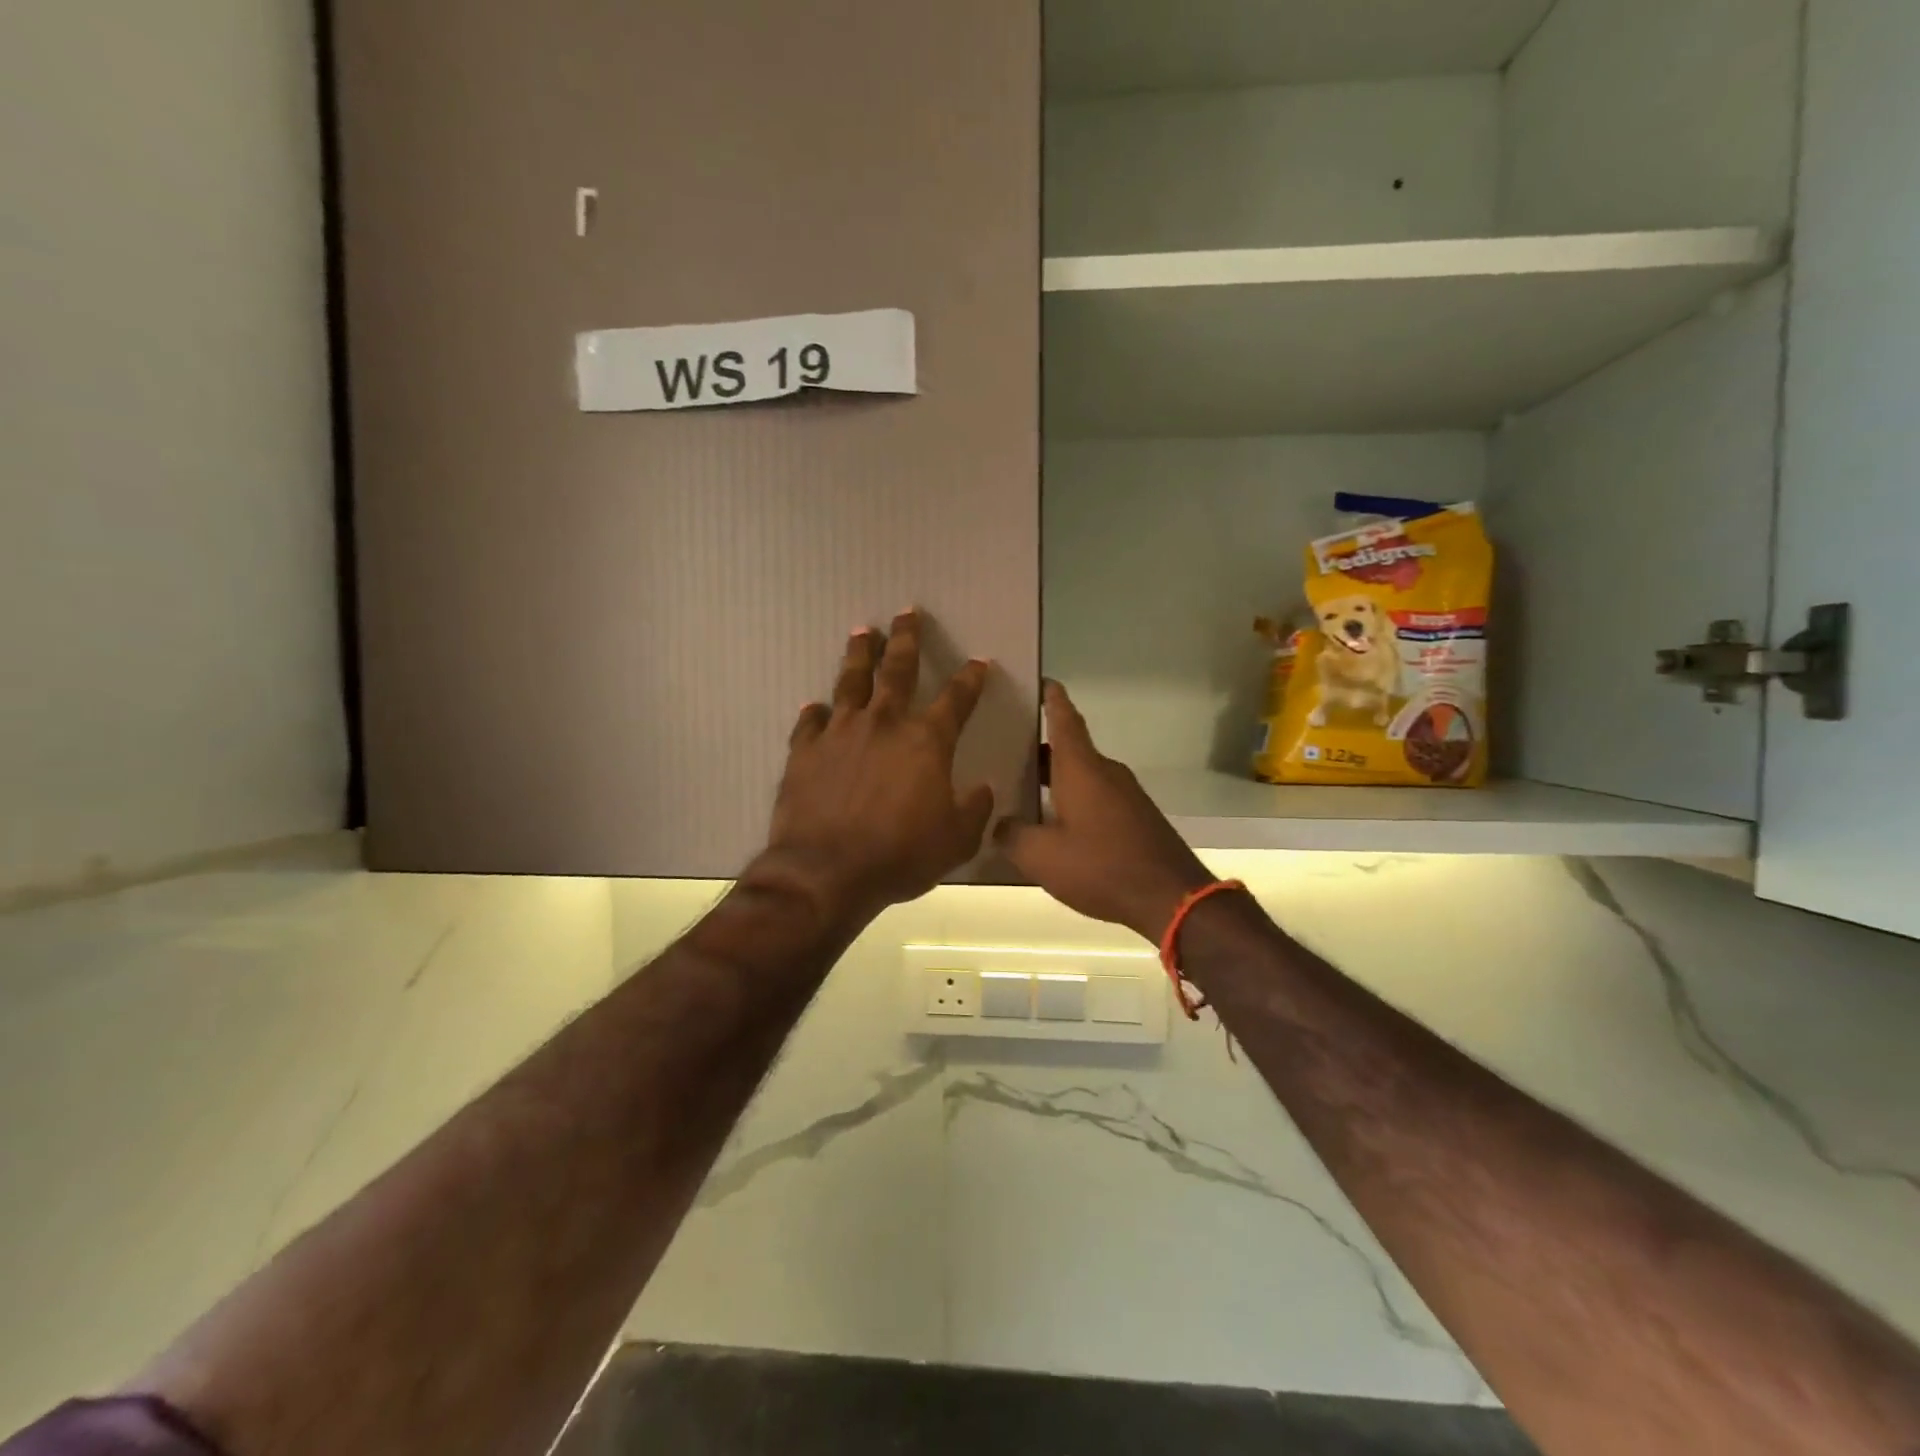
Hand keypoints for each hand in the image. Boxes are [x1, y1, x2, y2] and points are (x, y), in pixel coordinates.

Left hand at [756, 611, 994, 926]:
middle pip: (898, 669)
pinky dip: (814, 713)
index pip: (956, 699)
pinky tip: (815, 706)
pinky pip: (810, 722)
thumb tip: (981, 789)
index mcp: (926, 741)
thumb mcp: (956, 840)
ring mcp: (840, 732)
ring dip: (859, 654)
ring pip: (851, 681)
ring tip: (862, 632)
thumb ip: (974, 810)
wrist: (827, 872)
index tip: (978, 662)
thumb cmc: (900, 855)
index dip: (970, 678)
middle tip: (907, 613)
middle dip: (906, 639)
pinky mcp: (804, 750)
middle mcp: (884, 723)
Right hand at [995, 682, 1212, 943]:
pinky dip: (1073, 799)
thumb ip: (1012, 835)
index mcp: (1081, 768)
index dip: (1051, 698)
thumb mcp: (1041, 856)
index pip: (1064, 719)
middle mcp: (1105, 772)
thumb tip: (1000, 824)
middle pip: (1070, 748)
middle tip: (1006, 747)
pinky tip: (1054, 823)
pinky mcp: (1135, 817)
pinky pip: (1097, 796)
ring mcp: (1125, 794)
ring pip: (1083, 775)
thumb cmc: (1101, 865)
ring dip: (1055, 778)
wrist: (1171, 896)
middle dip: (1039, 746)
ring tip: (1022, 788)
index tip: (1040, 680)